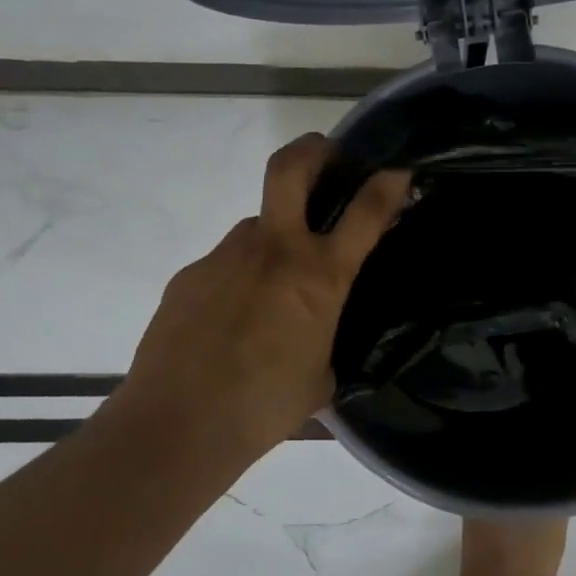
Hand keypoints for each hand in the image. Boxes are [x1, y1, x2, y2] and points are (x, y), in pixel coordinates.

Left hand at [123, 135, 410, 449]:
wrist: (177, 425)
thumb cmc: (263, 408)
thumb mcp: (320, 376)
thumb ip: (325, 339)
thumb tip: (317, 333)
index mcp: (318, 276)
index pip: (366, 211)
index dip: (387, 183)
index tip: (398, 169)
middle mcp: (274, 250)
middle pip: (290, 168)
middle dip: (314, 150)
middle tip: (327, 156)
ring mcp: (226, 256)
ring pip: (257, 224)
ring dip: (274, 239)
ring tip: (270, 288)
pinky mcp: (190, 274)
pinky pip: (225, 263)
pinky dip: (238, 278)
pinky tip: (230, 320)